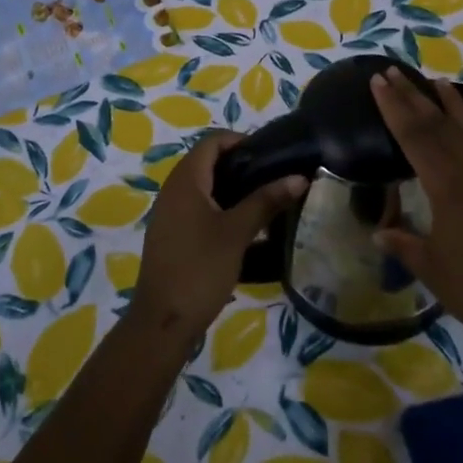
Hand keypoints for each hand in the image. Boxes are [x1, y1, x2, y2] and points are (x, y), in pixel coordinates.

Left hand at [133, 131, 305, 341]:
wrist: (163, 322)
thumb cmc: (200, 269)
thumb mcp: (237, 232)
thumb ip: (266, 201)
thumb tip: (299, 177)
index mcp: (185, 180)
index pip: (212, 142)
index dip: (240, 141)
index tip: (270, 154)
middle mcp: (173, 190)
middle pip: (208, 162)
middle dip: (241, 165)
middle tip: (274, 177)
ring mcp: (170, 214)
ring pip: (204, 187)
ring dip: (233, 188)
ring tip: (265, 200)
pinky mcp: (173, 235)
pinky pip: (199, 208)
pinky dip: (222, 208)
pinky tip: (245, 227)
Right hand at [370, 70, 462, 355]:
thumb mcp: (431, 268)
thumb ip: (404, 244)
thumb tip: (379, 231)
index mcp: (447, 188)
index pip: (414, 137)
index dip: (393, 108)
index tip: (377, 82)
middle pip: (437, 125)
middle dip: (412, 96)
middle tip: (391, 71)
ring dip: (445, 103)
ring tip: (431, 80)